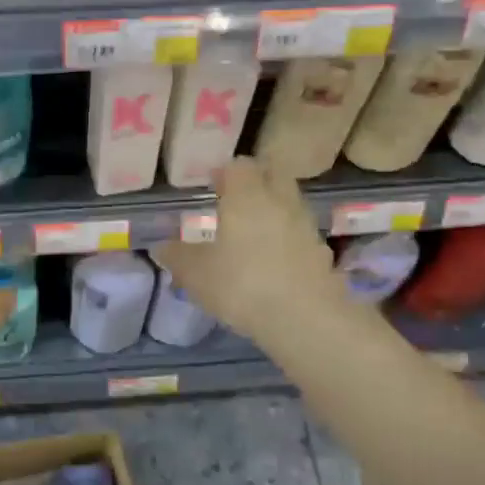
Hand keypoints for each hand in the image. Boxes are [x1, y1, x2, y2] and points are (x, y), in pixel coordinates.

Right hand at [155, 158, 347, 346]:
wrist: (305, 319)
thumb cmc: (242, 285)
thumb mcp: (195, 274)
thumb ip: (177, 256)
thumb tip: (162, 246)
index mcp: (247, 197)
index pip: (240, 166)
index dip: (226, 172)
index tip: (213, 184)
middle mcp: (280, 202)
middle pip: (274, 175)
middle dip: (257, 182)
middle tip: (237, 201)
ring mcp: (306, 227)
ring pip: (291, 204)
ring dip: (275, 210)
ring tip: (254, 234)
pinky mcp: (322, 254)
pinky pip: (302, 236)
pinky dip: (289, 240)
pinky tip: (276, 262)